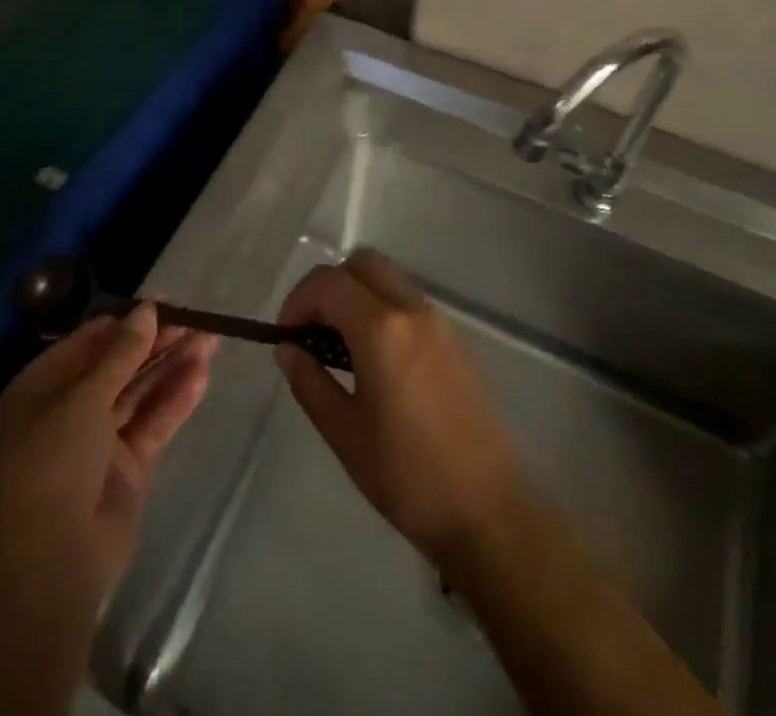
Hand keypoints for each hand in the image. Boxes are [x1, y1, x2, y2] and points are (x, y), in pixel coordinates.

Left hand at [0, 305, 216, 613]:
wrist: (49, 565)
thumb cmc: (53, 464)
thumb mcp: (83, 398)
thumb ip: (121, 354)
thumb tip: (148, 310)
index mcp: (43, 386)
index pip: (91, 340)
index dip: (128, 320)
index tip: (167, 302)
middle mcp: (70, 407)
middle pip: (120, 364)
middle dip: (157, 341)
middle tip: (197, 320)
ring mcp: (100, 438)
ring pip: (141, 391)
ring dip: (173, 365)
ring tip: (211, 340)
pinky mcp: (127, 465)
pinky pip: (154, 422)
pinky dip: (176, 399)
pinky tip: (202, 375)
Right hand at [275, 249, 525, 570]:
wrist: (490, 512)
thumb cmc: (409, 476)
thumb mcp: (345, 434)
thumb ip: (310, 382)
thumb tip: (287, 349)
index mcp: (381, 329)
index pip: (327, 282)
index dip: (297, 300)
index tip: (286, 337)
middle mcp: (412, 310)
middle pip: (362, 264)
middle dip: (328, 287)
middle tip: (312, 331)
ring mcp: (439, 322)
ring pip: (388, 279)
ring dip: (357, 295)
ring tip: (340, 348)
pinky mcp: (456, 340)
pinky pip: (409, 302)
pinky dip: (382, 309)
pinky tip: (376, 360)